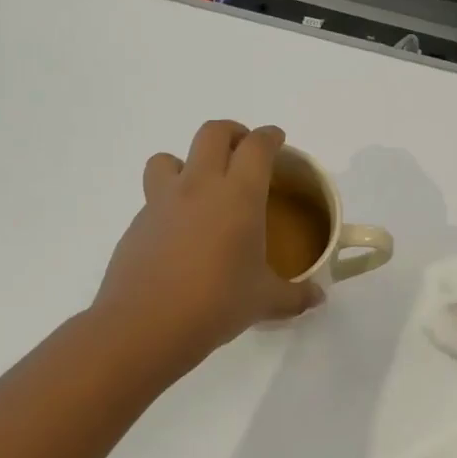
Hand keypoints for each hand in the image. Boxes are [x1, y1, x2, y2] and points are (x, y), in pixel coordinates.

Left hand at [94, 121, 322, 375]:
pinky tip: (179, 234)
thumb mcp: (265, 301)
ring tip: (200, 187)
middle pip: (212, 133)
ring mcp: (162, 202)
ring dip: (187, 161)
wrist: (146, 324)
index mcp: (239, 195)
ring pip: (169, 157)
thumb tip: (318, 297)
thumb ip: (295, 295)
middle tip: (243, 150)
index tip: (277, 140)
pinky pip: (153, 198)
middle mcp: (199, 186)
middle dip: (232, 133)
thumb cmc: (217, 303)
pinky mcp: (138, 223)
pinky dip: (169, 202)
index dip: (270, 137)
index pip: (257, 146)